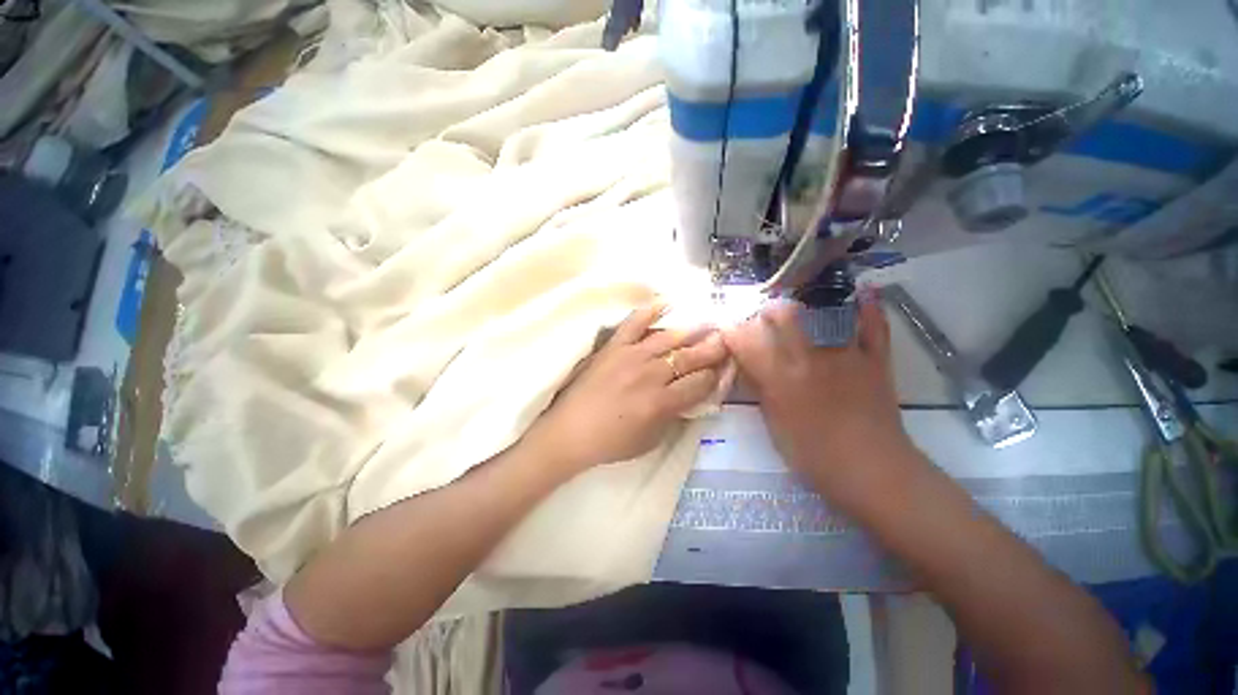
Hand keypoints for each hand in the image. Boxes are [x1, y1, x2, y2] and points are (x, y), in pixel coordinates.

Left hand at [532, 304, 728, 471]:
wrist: (570, 432)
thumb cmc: (611, 442)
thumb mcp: (650, 440)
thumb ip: (674, 417)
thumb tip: (691, 398)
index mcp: (662, 402)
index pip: (699, 383)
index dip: (716, 376)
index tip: (725, 368)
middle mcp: (651, 375)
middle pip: (689, 357)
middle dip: (712, 349)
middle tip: (727, 339)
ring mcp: (631, 356)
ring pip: (668, 338)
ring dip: (692, 330)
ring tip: (709, 322)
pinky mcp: (613, 347)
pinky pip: (633, 323)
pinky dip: (649, 310)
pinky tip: (666, 302)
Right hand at [723, 295, 915, 505]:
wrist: (871, 470)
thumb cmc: (813, 454)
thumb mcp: (773, 423)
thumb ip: (760, 389)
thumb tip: (747, 366)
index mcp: (780, 379)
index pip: (746, 343)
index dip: (732, 331)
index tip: (726, 328)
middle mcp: (809, 359)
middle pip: (785, 316)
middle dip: (768, 310)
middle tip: (764, 316)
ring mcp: (845, 356)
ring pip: (823, 314)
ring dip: (806, 305)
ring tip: (798, 305)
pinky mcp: (874, 360)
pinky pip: (874, 326)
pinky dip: (869, 307)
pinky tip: (864, 291)